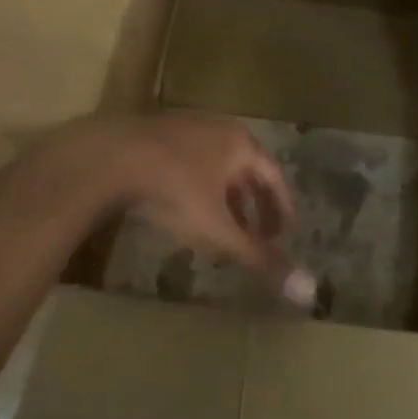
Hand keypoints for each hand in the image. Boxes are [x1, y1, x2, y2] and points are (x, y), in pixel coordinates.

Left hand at [71, 111, 315, 308]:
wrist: (110, 157)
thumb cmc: (174, 189)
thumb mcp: (218, 229)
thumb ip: (258, 257)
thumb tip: (307, 291)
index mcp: (241, 144)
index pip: (273, 177)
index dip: (281, 208)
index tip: (285, 235)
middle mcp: (219, 129)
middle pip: (245, 170)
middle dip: (252, 207)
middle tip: (257, 237)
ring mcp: (186, 127)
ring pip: (216, 167)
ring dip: (224, 199)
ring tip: (221, 231)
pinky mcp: (157, 134)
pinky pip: (190, 163)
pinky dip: (199, 190)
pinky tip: (184, 213)